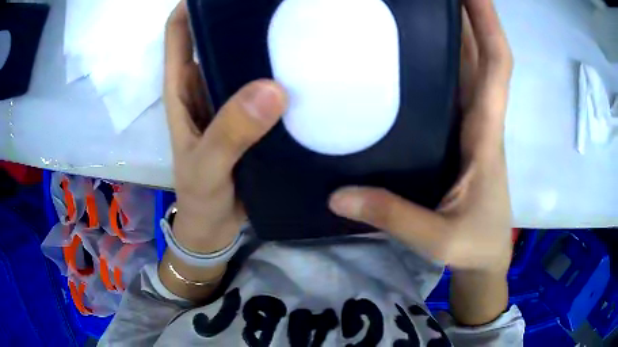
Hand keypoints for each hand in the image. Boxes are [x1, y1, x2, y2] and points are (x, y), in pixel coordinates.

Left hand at [164, 1, 286, 253]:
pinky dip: (280, 72)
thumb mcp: (206, 167)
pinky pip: (265, 84)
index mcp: (181, 89)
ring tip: (295, 25)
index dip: (193, 6)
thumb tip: (272, 89)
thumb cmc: (200, 197)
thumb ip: (229, 133)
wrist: (216, 226)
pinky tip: (304, 67)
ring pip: (242, 57)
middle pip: (215, 36)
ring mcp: (229, 99)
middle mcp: (204, 85)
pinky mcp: (251, 116)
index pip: (180, 33)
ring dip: (262, 41)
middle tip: (276, 5)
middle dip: (237, 16)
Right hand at [329, 0, 513, 272]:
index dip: (487, 24)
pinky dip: (444, 60)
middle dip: (468, 15)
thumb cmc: (474, 246)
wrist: (487, 257)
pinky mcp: (460, 136)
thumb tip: (338, 195)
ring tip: (425, 7)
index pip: (495, 65)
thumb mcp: (438, 239)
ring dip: (456, 31)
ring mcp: (471, 126)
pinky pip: (455, 86)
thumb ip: (393, 216)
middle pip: (481, 55)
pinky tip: (418, 50)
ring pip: (469, 66)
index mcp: (485, 134)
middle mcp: (481, 119)